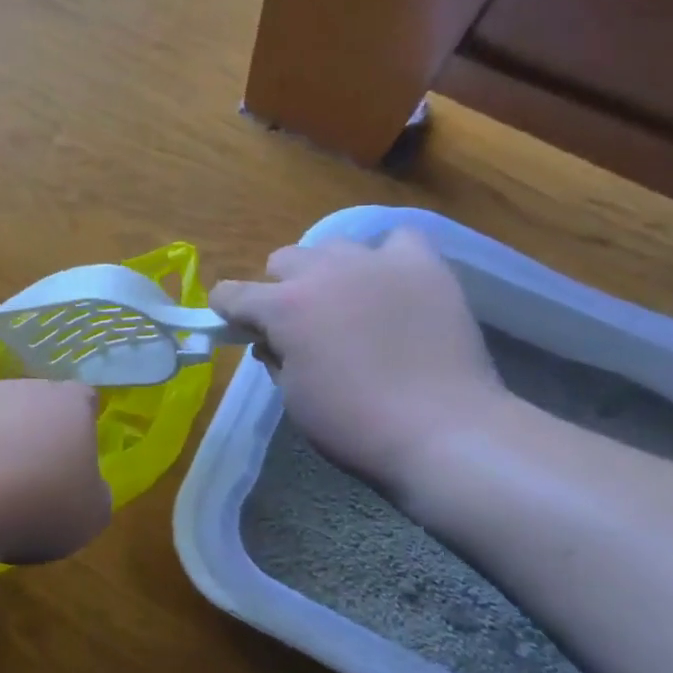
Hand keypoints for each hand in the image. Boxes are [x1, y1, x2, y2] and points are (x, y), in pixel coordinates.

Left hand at [0, 380, 111, 565]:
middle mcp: (17, 388)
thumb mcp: (88, 518)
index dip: (81, 426)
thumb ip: (92, 495)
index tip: (74, 459)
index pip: (83, 399)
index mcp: (67, 405)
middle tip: (24, 485)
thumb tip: (84, 488)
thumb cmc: (33, 506)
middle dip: (27, 437)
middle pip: (29, 405)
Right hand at [210, 228, 511, 508]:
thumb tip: (273, 340)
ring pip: (333, 246)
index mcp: (284, 307)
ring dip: (329, 271)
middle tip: (302, 324)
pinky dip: (388, 257)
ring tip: (351, 302)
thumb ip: (276, 358)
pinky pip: (398, 240)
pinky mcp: (424, 266)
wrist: (444, 432)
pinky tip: (393, 283)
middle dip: (282, 289)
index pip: (232, 293)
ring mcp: (376, 262)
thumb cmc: (356, 425)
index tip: (237, 326)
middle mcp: (323, 271)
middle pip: (283, 260)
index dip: (228, 311)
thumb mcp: (294, 399)